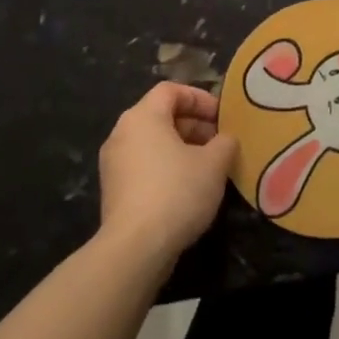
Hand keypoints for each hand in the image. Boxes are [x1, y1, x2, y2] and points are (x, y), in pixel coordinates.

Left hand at [98, 84, 237, 268]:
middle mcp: (122, 133)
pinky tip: (188, 190)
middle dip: (194, 125)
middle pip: (160, 115)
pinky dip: (166, 168)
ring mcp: (113, 163)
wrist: (135, 248)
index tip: (222, 117)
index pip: (171, 90)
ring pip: (153, 142)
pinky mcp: (113, 190)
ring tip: (209, 167)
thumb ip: (225, 142)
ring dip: (182, 148)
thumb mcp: (214, 163)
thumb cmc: (177, 192)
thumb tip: (225, 140)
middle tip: (220, 143)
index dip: (200, 98)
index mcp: (142, 117)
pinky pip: (144, 165)